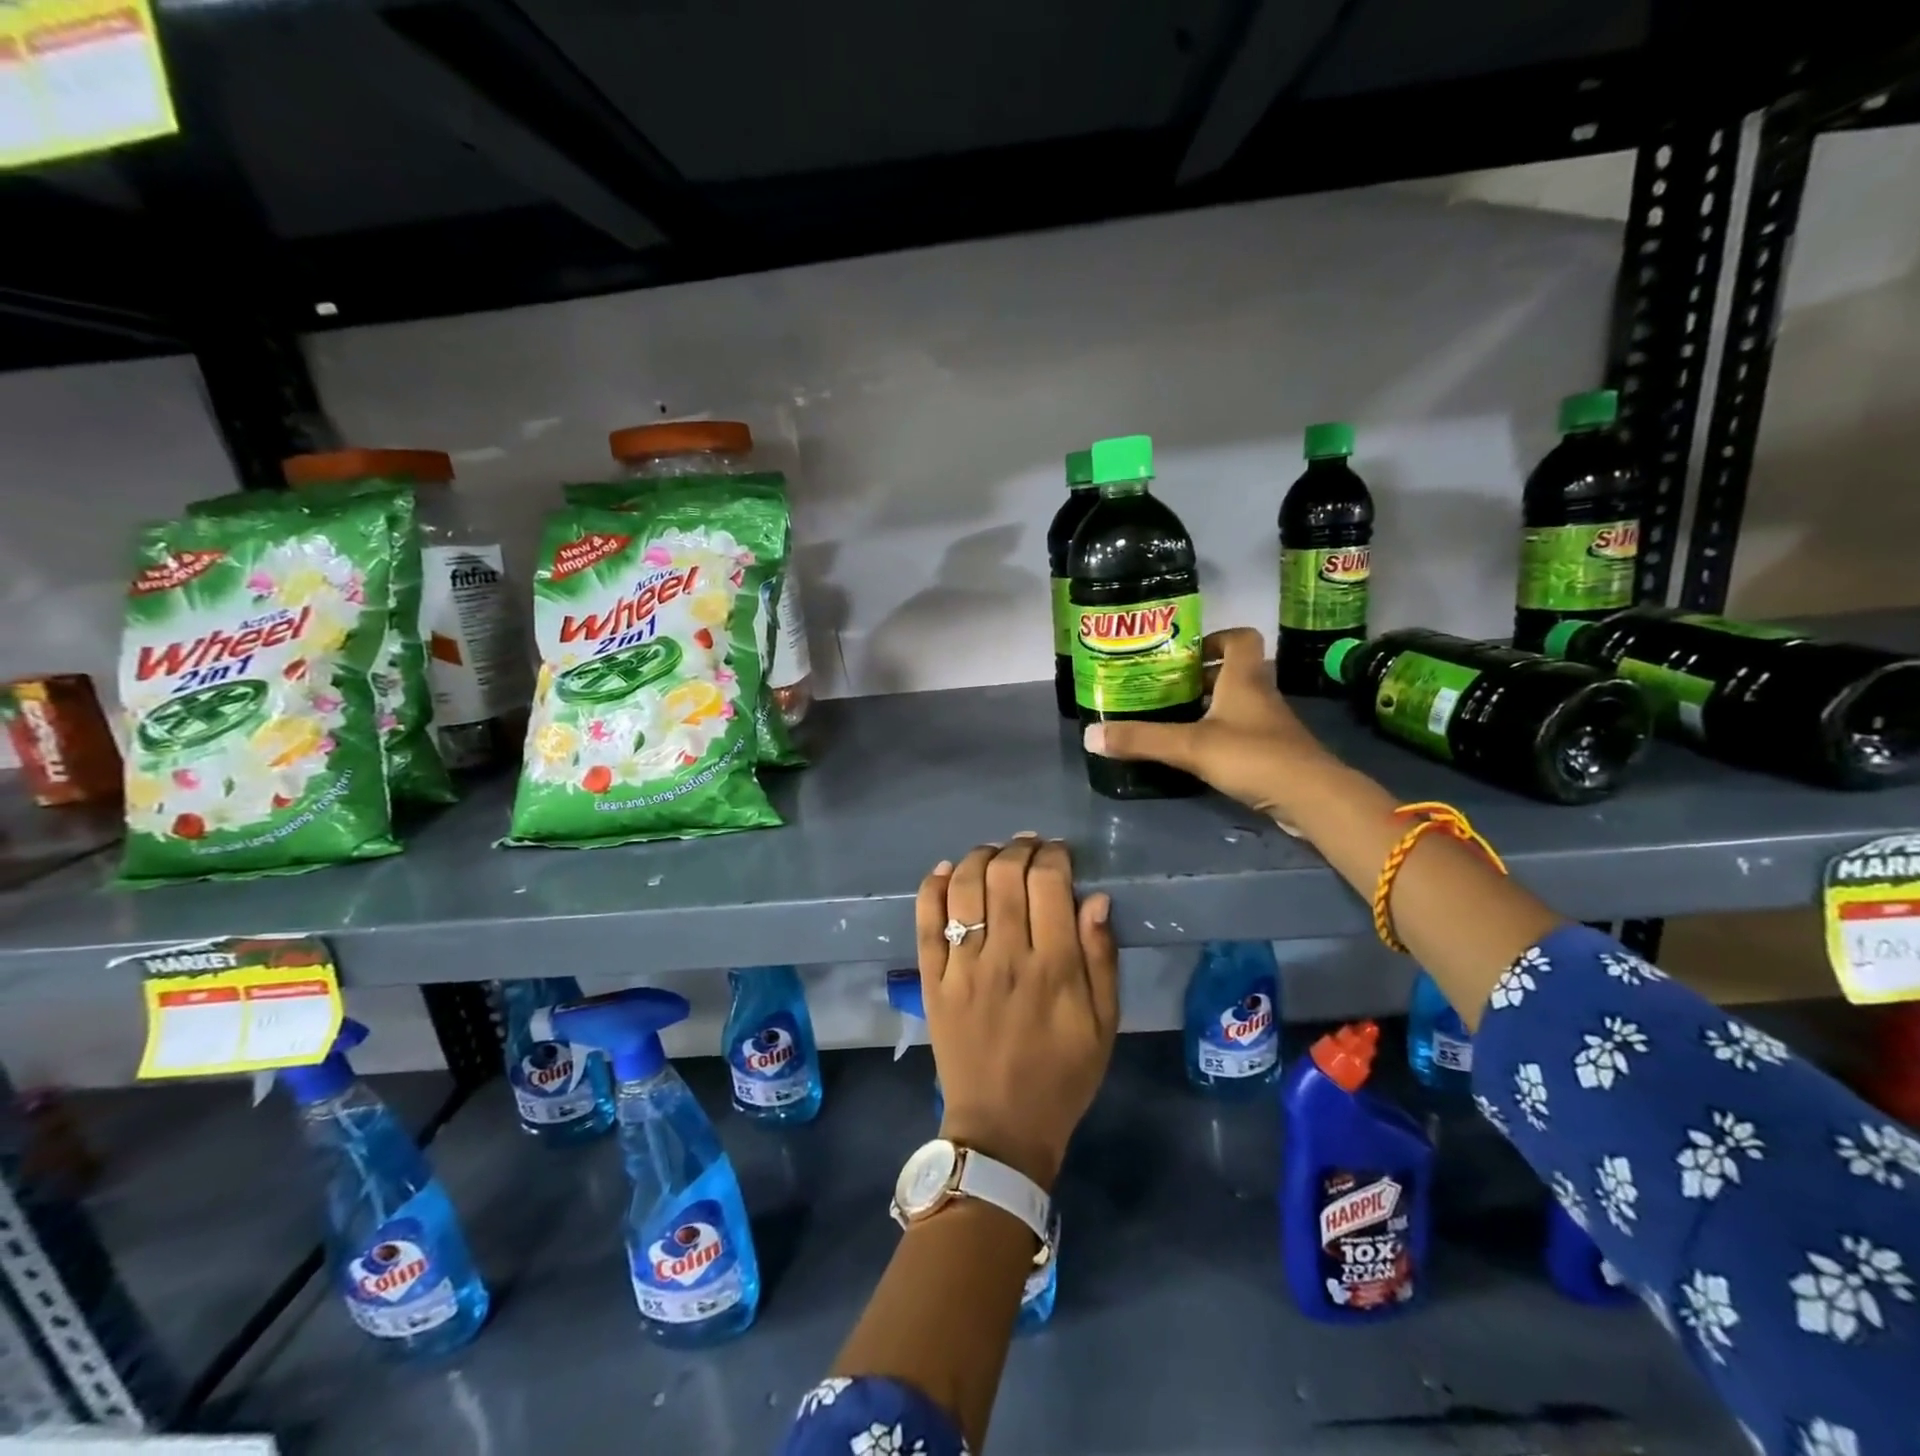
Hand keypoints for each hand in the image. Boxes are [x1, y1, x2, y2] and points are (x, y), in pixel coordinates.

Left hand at [914, 836, 1118, 1191]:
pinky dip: (934, 888)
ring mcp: (963, 968)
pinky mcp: (932, 980)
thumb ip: (1101, 958)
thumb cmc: (1062, 1076)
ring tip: (993, 853)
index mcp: (1054, 969)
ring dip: (979, 858)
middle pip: (1005, 877)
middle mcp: (1005, 958)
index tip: (1059, 853)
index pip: (1049, 884)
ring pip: (965, 889)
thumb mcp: (1104, 1025)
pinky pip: (926, 922)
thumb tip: (1095, 898)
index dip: (1054, 856)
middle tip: (1028, 846)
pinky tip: (947, 871)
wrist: (1001, 1128)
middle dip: (1019, 849)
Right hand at [1083, 626, 1334, 822]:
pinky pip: (1243, 733)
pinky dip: (1221, 737)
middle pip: (1234, 672)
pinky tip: (1198, 755)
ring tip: (1174, 721)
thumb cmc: (1252, 755)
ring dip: (1210, 709)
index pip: (1240, 638)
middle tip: (1167, 690)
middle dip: (1202, 678)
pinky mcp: (1274, 753)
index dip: (1215, 639)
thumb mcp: (1189, 746)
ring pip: (1238, 705)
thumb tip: (1089, 735)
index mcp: (1244, 678)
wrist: (1311, 797)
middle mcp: (1260, 694)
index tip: (1185, 655)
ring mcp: (1271, 725)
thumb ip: (1141, 739)